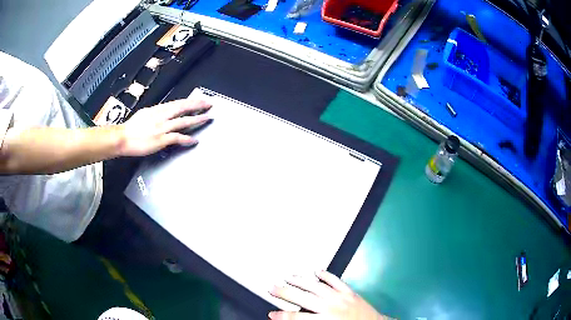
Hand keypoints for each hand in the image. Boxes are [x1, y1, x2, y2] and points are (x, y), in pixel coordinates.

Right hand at [118, 99, 210, 156]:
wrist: (122, 138)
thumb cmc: (130, 128)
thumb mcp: (144, 114)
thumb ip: (156, 113)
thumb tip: (163, 112)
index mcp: (157, 110)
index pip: (177, 103)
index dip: (190, 101)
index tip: (199, 99)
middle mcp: (161, 117)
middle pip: (182, 108)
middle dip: (197, 105)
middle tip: (208, 104)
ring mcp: (161, 128)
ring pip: (182, 121)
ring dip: (196, 119)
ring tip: (206, 118)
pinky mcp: (160, 139)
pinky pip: (176, 138)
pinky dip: (186, 139)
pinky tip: (194, 139)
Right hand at [269, 271, 390, 319]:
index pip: (297, 317)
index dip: (282, 315)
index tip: (272, 313)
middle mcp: (330, 306)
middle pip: (303, 297)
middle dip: (285, 292)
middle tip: (272, 288)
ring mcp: (340, 296)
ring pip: (316, 285)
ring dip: (301, 280)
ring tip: (288, 277)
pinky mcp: (349, 291)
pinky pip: (336, 280)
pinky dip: (326, 274)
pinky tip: (317, 271)